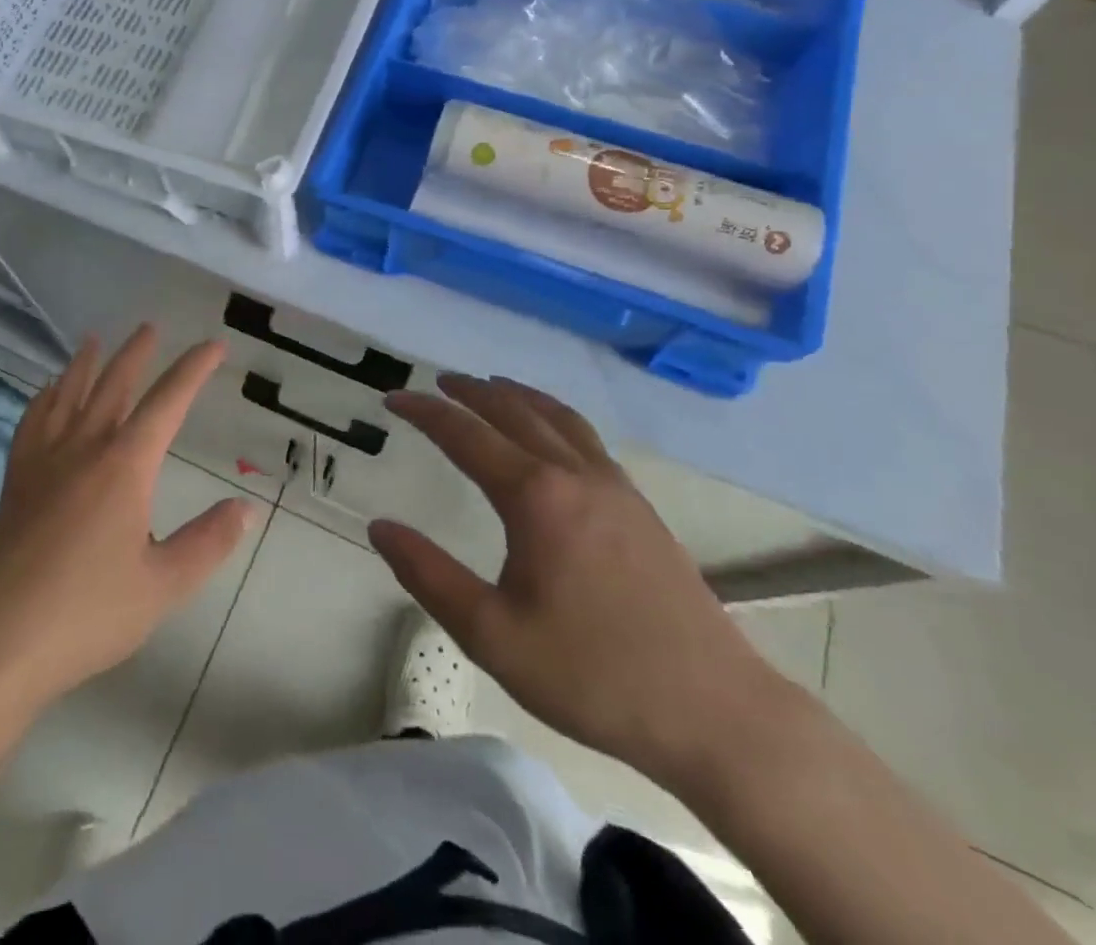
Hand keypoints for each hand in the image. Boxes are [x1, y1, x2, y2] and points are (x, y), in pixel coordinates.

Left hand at [0, 327, 259, 710]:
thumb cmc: (87, 614)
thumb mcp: (162, 585)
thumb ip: (207, 542)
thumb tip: (245, 507)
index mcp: (124, 466)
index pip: (167, 403)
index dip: (193, 370)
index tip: (213, 345)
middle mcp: (83, 449)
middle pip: (113, 386)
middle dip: (136, 355)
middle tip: (149, 327)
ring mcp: (43, 463)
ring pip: (68, 396)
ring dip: (85, 365)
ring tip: (93, 340)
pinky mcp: (15, 482)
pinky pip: (32, 423)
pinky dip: (44, 398)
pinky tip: (46, 394)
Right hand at [372, 374, 793, 791]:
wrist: (716, 712)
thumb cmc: (593, 675)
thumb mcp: (493, 635)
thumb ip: (429, 576)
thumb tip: (379, 527)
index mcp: (536, 497)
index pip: (466, 435)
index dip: (425, 412)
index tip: (393, 398)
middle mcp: (575, 475)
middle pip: (514, 412)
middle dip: (470, 392)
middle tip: (437, 382)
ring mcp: (615, 487)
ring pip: (557, 417)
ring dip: (516, 395)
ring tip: (490, 386)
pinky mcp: (639, 507)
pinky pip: (585, 437)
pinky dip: (553, 415)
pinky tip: (551, 433)